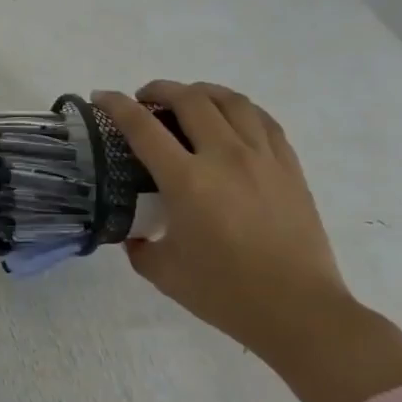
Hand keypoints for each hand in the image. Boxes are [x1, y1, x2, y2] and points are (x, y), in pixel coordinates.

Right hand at [92, 83, 401, 401]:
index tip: (101, 97)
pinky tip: (230, 119)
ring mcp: (263, 159)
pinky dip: (239, 109)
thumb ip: (139, 246)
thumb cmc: (225, 293)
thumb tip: (133, 234)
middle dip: (160, 90)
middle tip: (144, 99)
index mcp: (187, 181)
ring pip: (231, 101)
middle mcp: (225, 158)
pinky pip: (263, 120)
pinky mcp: (290, 168)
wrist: (300, 312)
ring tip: (187, 100)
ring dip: (202, 92)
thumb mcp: (163, 271)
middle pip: (190, 100)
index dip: (116, 105)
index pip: (142, 127)